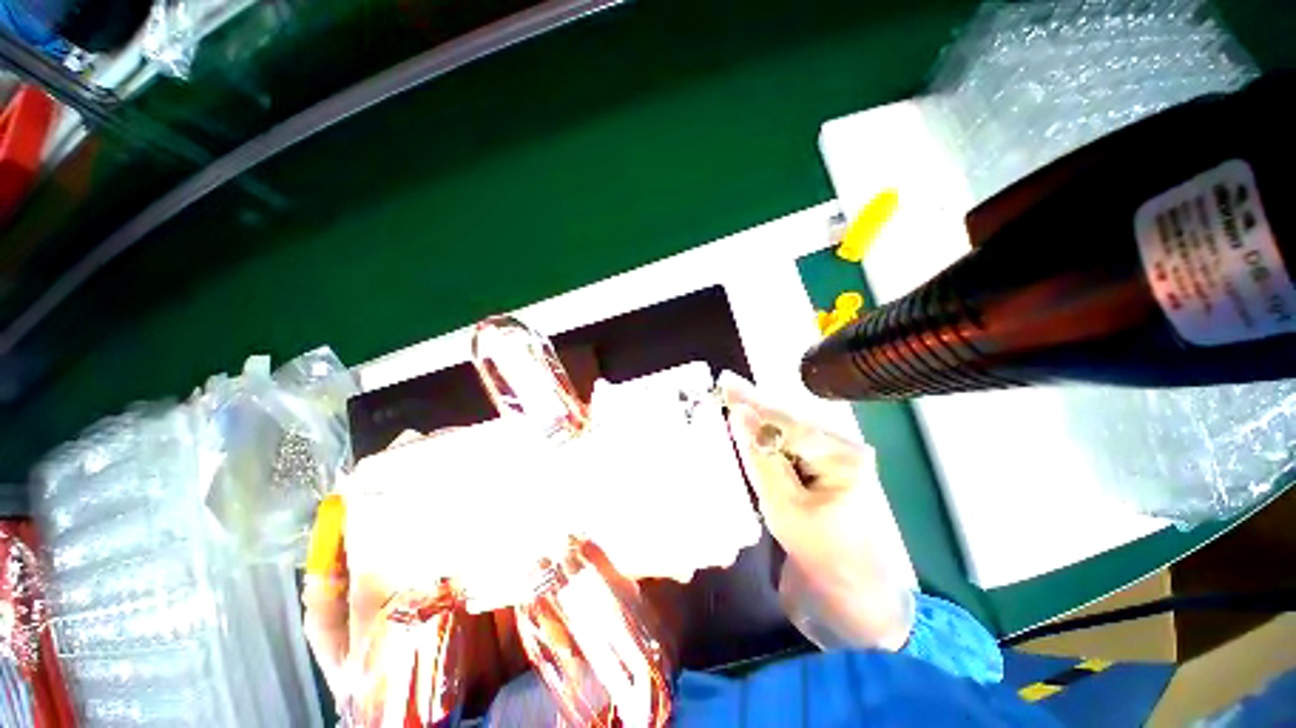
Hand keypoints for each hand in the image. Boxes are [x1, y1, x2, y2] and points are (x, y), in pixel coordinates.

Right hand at [719, 372, 914, 650]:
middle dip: (754, 409)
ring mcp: (833, 458)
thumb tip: (740, 415)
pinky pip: (787, 450)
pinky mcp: (821, 471)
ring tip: (730, 402)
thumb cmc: (825, 558)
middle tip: (724, 388)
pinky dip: (765, 444)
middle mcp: (841, 447)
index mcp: (842, 454)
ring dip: (757, 425)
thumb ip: (762, 458)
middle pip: (787, 422)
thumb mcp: (786, 508)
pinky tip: (747, 433)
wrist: (855, 601)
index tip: (724, 381)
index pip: (787, 422)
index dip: (752, 402)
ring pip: (786, 434)